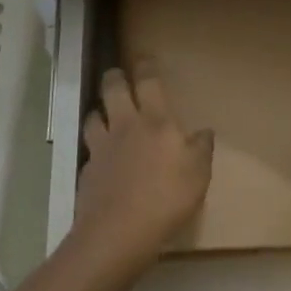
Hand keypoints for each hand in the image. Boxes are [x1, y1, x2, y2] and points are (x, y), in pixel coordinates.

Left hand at [74, 61, 213, 265]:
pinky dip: (94, 149)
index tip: (144, 57)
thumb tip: (203, 132)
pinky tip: (100, 159)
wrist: (118, 232)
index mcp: (155, 121)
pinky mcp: (87, 171)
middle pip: (113, 89)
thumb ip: (201, 149)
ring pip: (93, 116)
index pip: (148, 82)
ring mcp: (101, 147)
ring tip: (102, 113)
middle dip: (114, 77)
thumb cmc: (166, 197)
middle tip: (117, 74)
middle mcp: (125, 125)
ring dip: (98, 111)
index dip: (146, 67)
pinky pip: (89, 151)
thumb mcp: (198, 174)